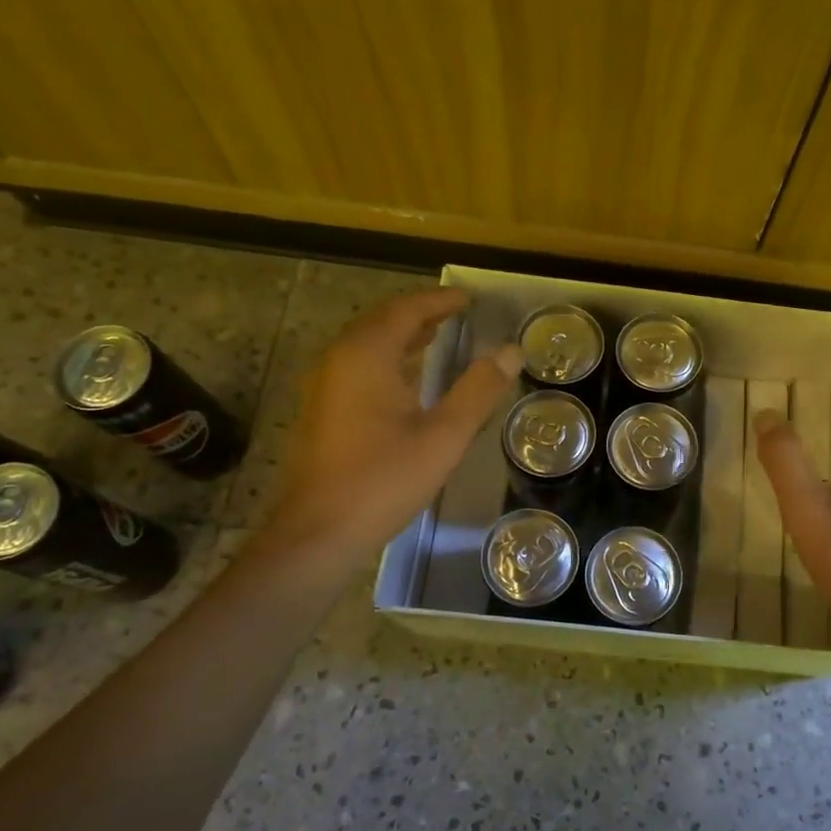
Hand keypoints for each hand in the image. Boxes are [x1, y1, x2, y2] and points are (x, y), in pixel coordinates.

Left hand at [258, 288, 521, 574]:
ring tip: (438, 335)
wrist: (320, 531)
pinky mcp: (324, 409)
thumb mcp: (444, 436)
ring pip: (368, 343)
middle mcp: (340, 360)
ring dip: (403, 334)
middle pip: (382, 321)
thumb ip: (478, 390)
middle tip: (456, 313)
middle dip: (420, 313)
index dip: (439, 301)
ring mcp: (326, 385)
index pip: (406, 310)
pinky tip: (408, 378)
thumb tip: (511, 351)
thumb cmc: (384, 480)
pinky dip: (388, 357)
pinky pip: (359, 365)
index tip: (469, 299)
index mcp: (366, 356)